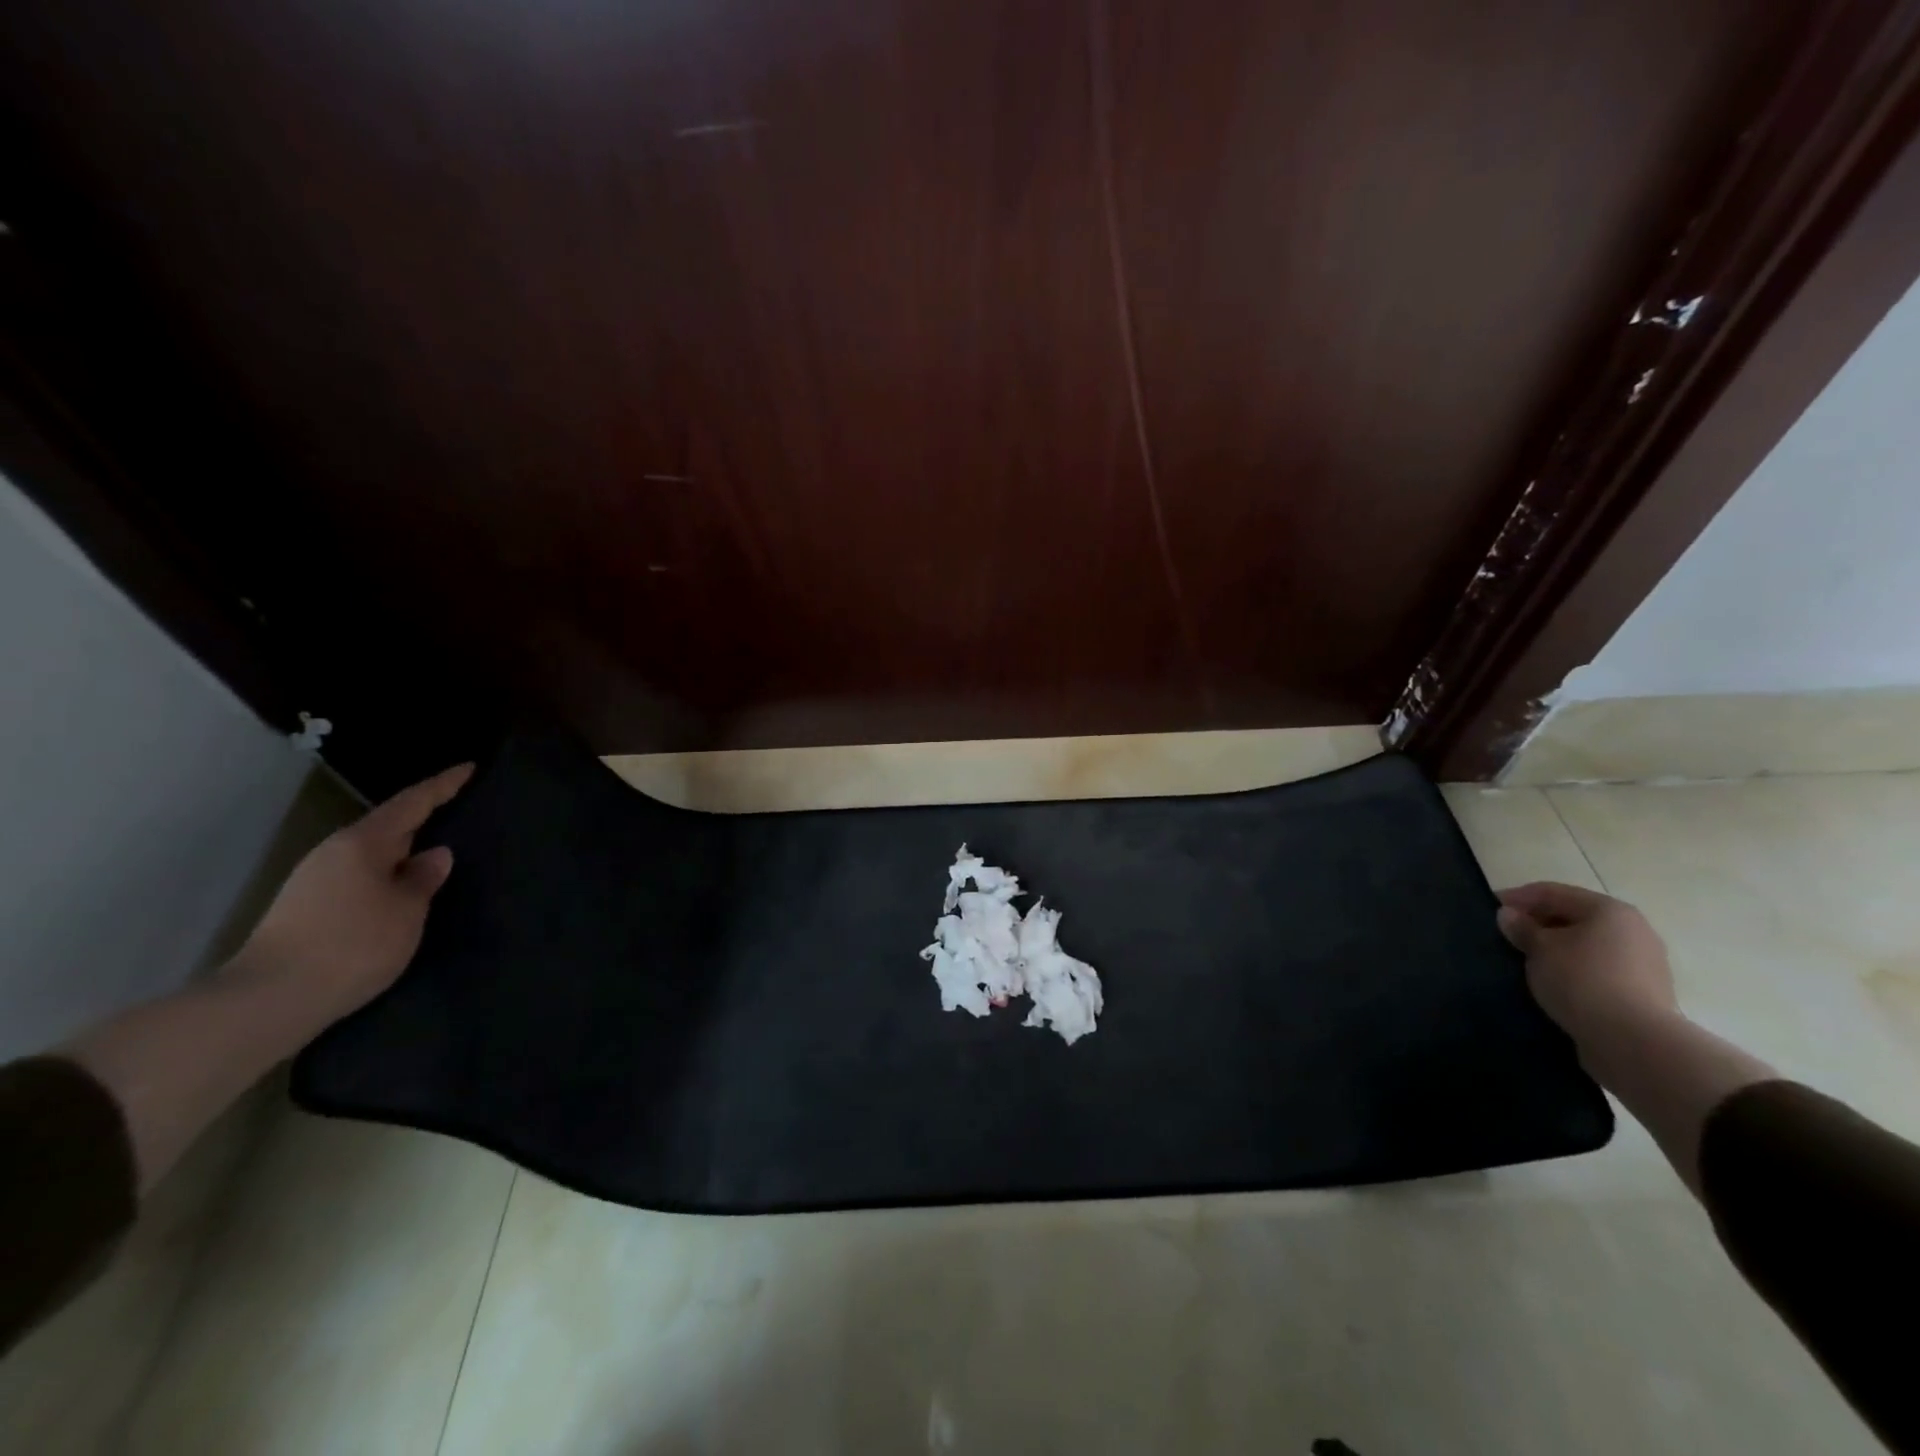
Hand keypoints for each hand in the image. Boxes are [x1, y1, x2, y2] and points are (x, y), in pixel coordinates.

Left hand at [225, 763, 474, 1023]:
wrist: (268, 1000)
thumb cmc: (352, 945)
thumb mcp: (407, 911)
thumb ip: (424, 878)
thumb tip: (435, 854)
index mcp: (363, 843)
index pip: (412, 803)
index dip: (443, 785)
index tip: (469, 768)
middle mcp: (335, 853)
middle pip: (388, 826)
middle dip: (423, 819)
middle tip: (460, 813)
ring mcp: (316, 881)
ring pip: (373, 855)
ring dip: (404, 852)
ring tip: (437, 856)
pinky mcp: (307, 910)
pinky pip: (361, 878)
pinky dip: (387, 876)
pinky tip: (402, 892)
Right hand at [1496, 881, 1677, 1042]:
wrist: (1634, 1041)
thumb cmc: (1581, 980)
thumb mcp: (1539, 948)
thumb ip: (1522, 927)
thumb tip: (1509, 915)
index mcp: (1610, 910)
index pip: (1553, 893)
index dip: (1518, 897)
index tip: (1490, 908)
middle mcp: (1633, 930)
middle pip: (1574, 917)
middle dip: (1539, 923)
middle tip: (1506, 936)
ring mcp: (1644, 963)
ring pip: (1587, 945)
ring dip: (1557, 948)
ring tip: (1527, 960)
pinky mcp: (1644, 993)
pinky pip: (1599, 970)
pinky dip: (1574, 970)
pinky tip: (1554, 982)